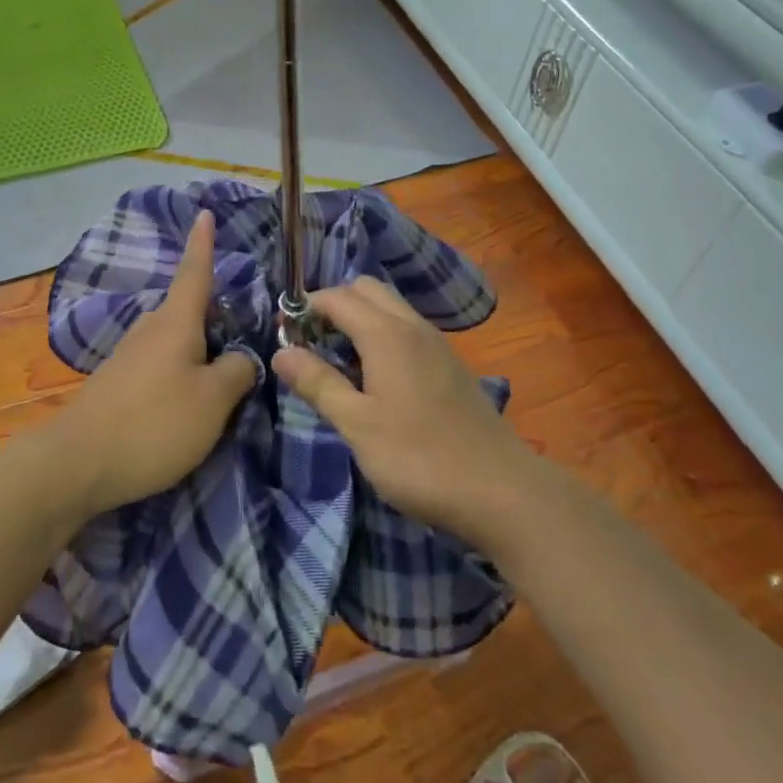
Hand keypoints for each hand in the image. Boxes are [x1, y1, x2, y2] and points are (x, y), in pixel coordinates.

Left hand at [46, 211, 256, 517]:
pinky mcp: (117, 384)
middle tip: (243, 340)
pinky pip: (159, 366)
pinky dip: (179, 375)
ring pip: (174, 342)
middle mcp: (150, 329)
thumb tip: (241, 358)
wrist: (77, 462)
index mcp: (176, 321)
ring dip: (198, 353)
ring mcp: (129, 356)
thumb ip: (237, 372)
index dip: (203, 244)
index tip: (204, 213)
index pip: (194, 272)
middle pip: (188, 312)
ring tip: (221, 383)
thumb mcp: (213, 401)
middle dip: (214, 318)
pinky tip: (186, 405)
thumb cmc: (154, 422)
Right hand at [272, 277, 534, 549]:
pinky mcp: (450, 365)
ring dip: (359, 319)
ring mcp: (437, 344)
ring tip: (339, 361)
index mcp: (386, 334)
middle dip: (333, 305)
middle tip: (312, 343)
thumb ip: (318, 383)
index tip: (283, 334)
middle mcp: (413, 326)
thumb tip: (281, 351)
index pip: (336, 297)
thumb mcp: (357, 425)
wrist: (502, 491)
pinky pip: (407, 329)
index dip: (305, 308)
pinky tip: (376, 378)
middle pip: (366, 290)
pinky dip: (382, 335)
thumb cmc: (420, 458)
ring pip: (390, 307)